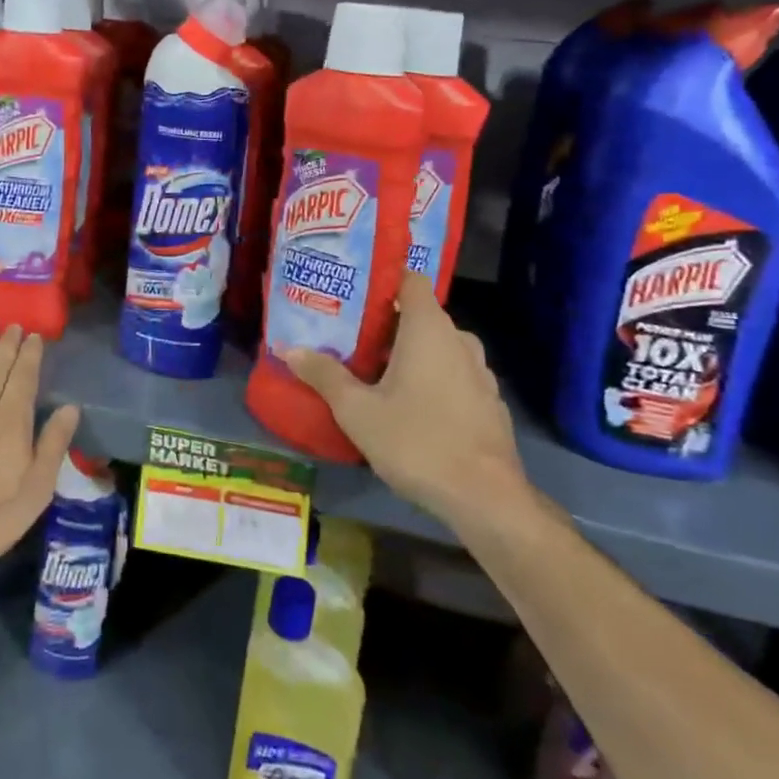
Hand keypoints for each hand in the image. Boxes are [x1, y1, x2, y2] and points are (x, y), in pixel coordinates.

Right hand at [282, 271, 528, 528]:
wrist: (486, 499)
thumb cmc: (417, 441)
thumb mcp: (357, 410)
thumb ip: (324, 375)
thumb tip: (289, 349)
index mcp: (429, 329)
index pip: (411, 280)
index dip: (383, 279)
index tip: (353, 291)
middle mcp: (459, 341)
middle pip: (420, 316)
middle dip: (387, 323)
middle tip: (350, 336)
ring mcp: (480, 373)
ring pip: (438, 348)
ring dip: (410, 353)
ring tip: (374, 370)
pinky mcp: (489, 403)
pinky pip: (453, 375)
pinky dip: (431, 378)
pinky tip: (409, 406)